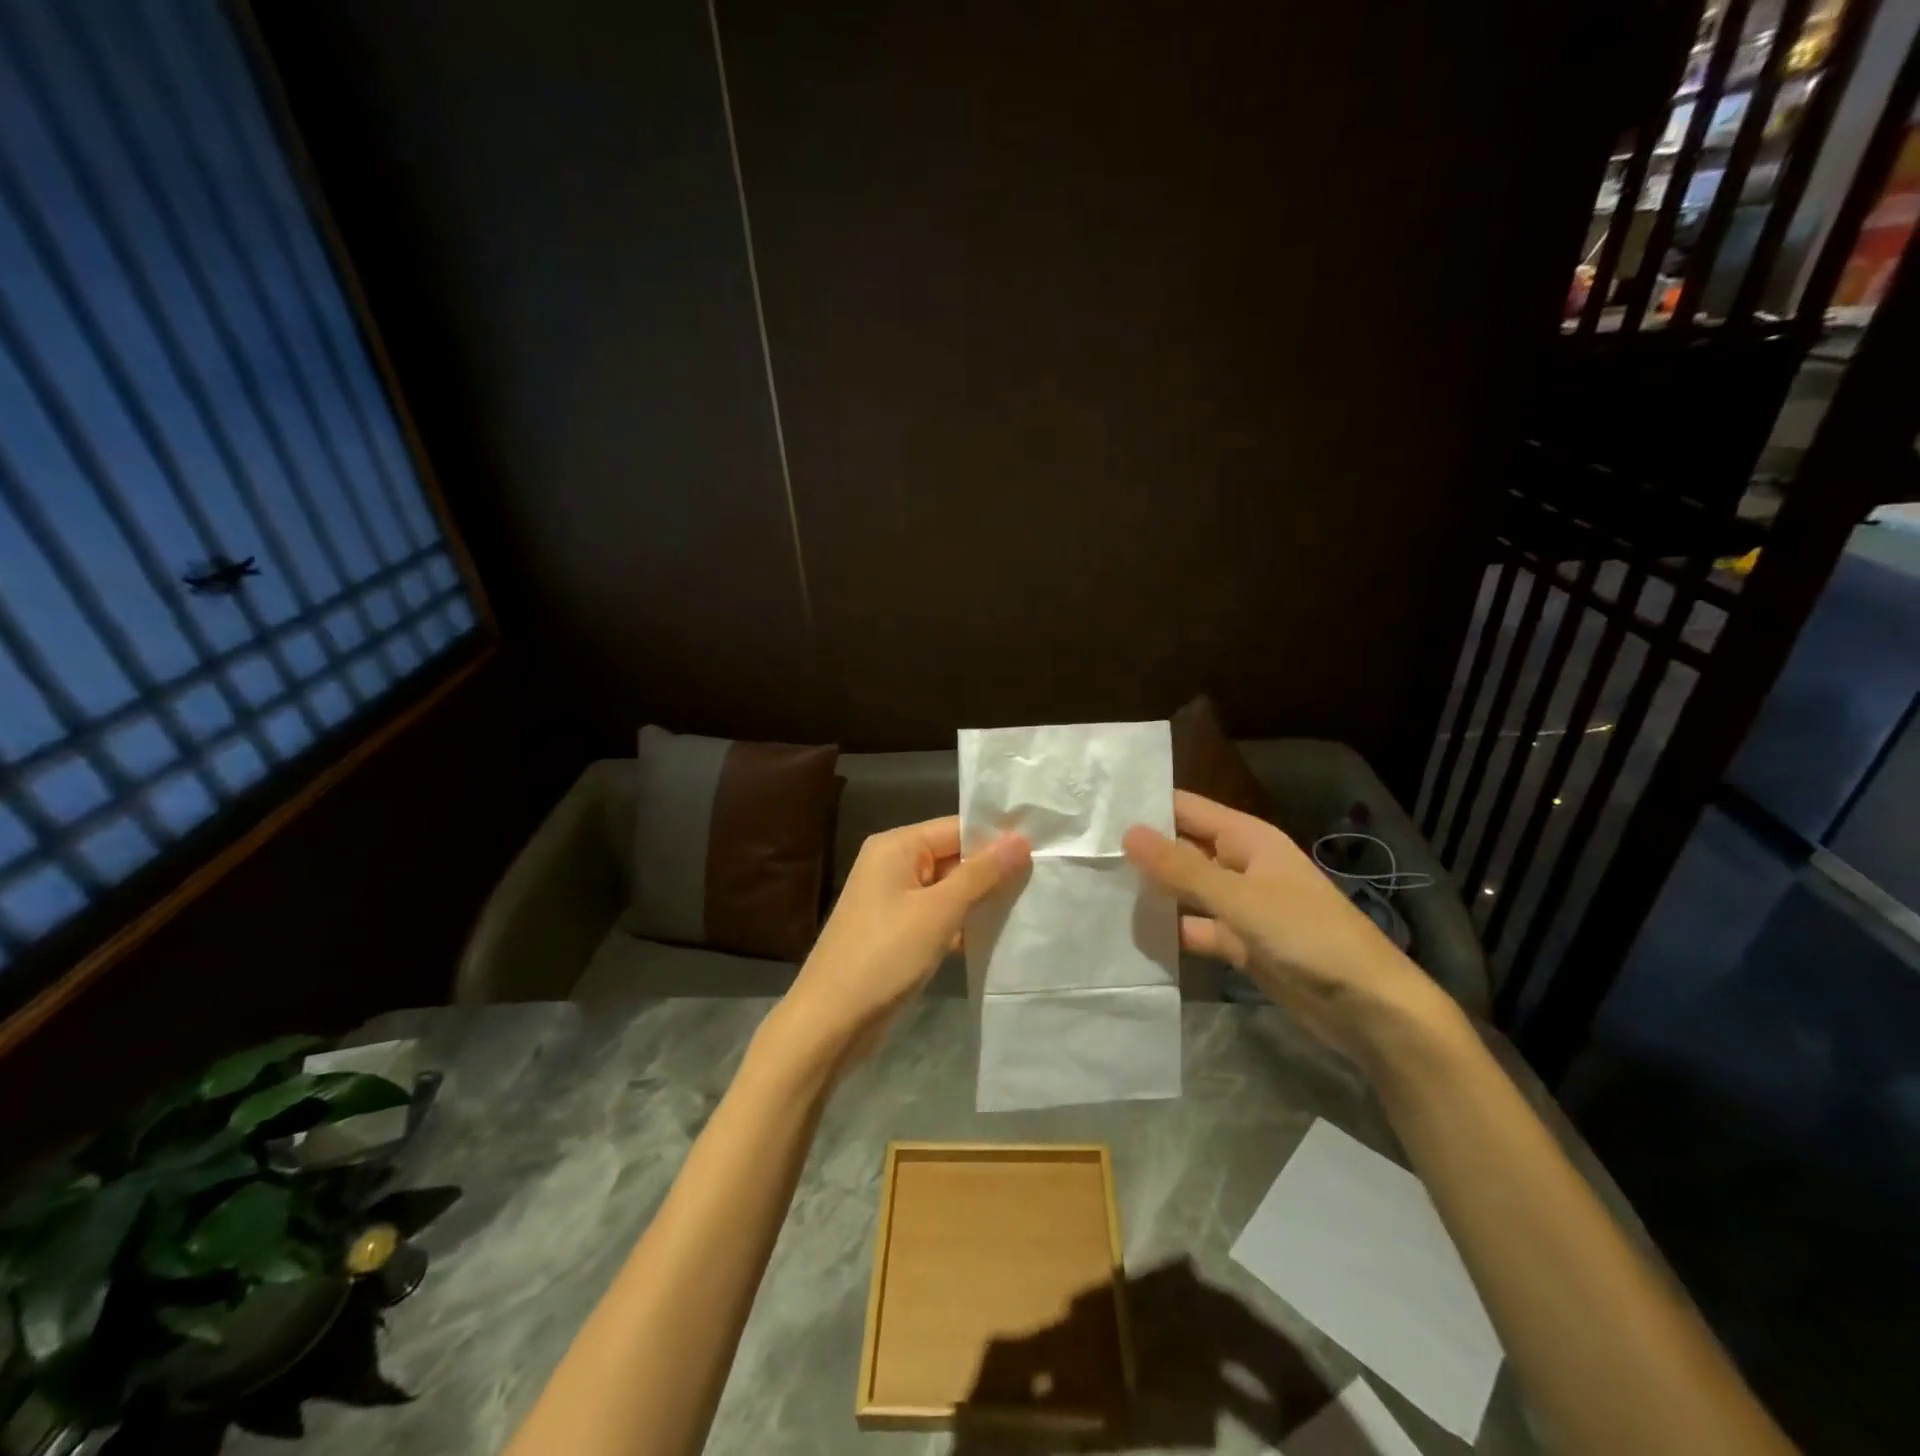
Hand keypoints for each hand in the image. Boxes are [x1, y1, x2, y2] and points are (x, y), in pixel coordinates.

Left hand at [769, 817, 1030, 1070]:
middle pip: (954, 856)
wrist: (831, 1021)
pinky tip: (997, 936)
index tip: (1044, 850)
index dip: (997, 838)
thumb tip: (1021, 838)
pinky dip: (963, 924)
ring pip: (949, 889)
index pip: (957, 828)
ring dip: (981, 900)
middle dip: (993, 872)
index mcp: (896, 846)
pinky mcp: (898, 931)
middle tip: (1044, 881)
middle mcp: (894, 865)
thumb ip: (981, 874)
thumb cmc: (885, 956)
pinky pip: (939, 915)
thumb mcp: (938, 911)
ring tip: (1030, 906)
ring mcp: (894, 900)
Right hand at [1123, 790, 1444, 1063]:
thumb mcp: (1240, 899)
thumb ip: (1182, 869)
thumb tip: (1128, 832)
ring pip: (1185, 890)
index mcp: (1247, 839)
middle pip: (1182, 848)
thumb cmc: (1308, 937)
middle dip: (1141, 851)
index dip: (1146, 806)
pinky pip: (1194, 927)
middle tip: (1083, 854)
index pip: (1186, 808)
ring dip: (1152, 892)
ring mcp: (1239, 905)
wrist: (1368, 1008)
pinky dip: (1170, 931)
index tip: (1095, 811)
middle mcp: (1240, 864)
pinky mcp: (1239, 942)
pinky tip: (1131, 936)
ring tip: (1094, 890)